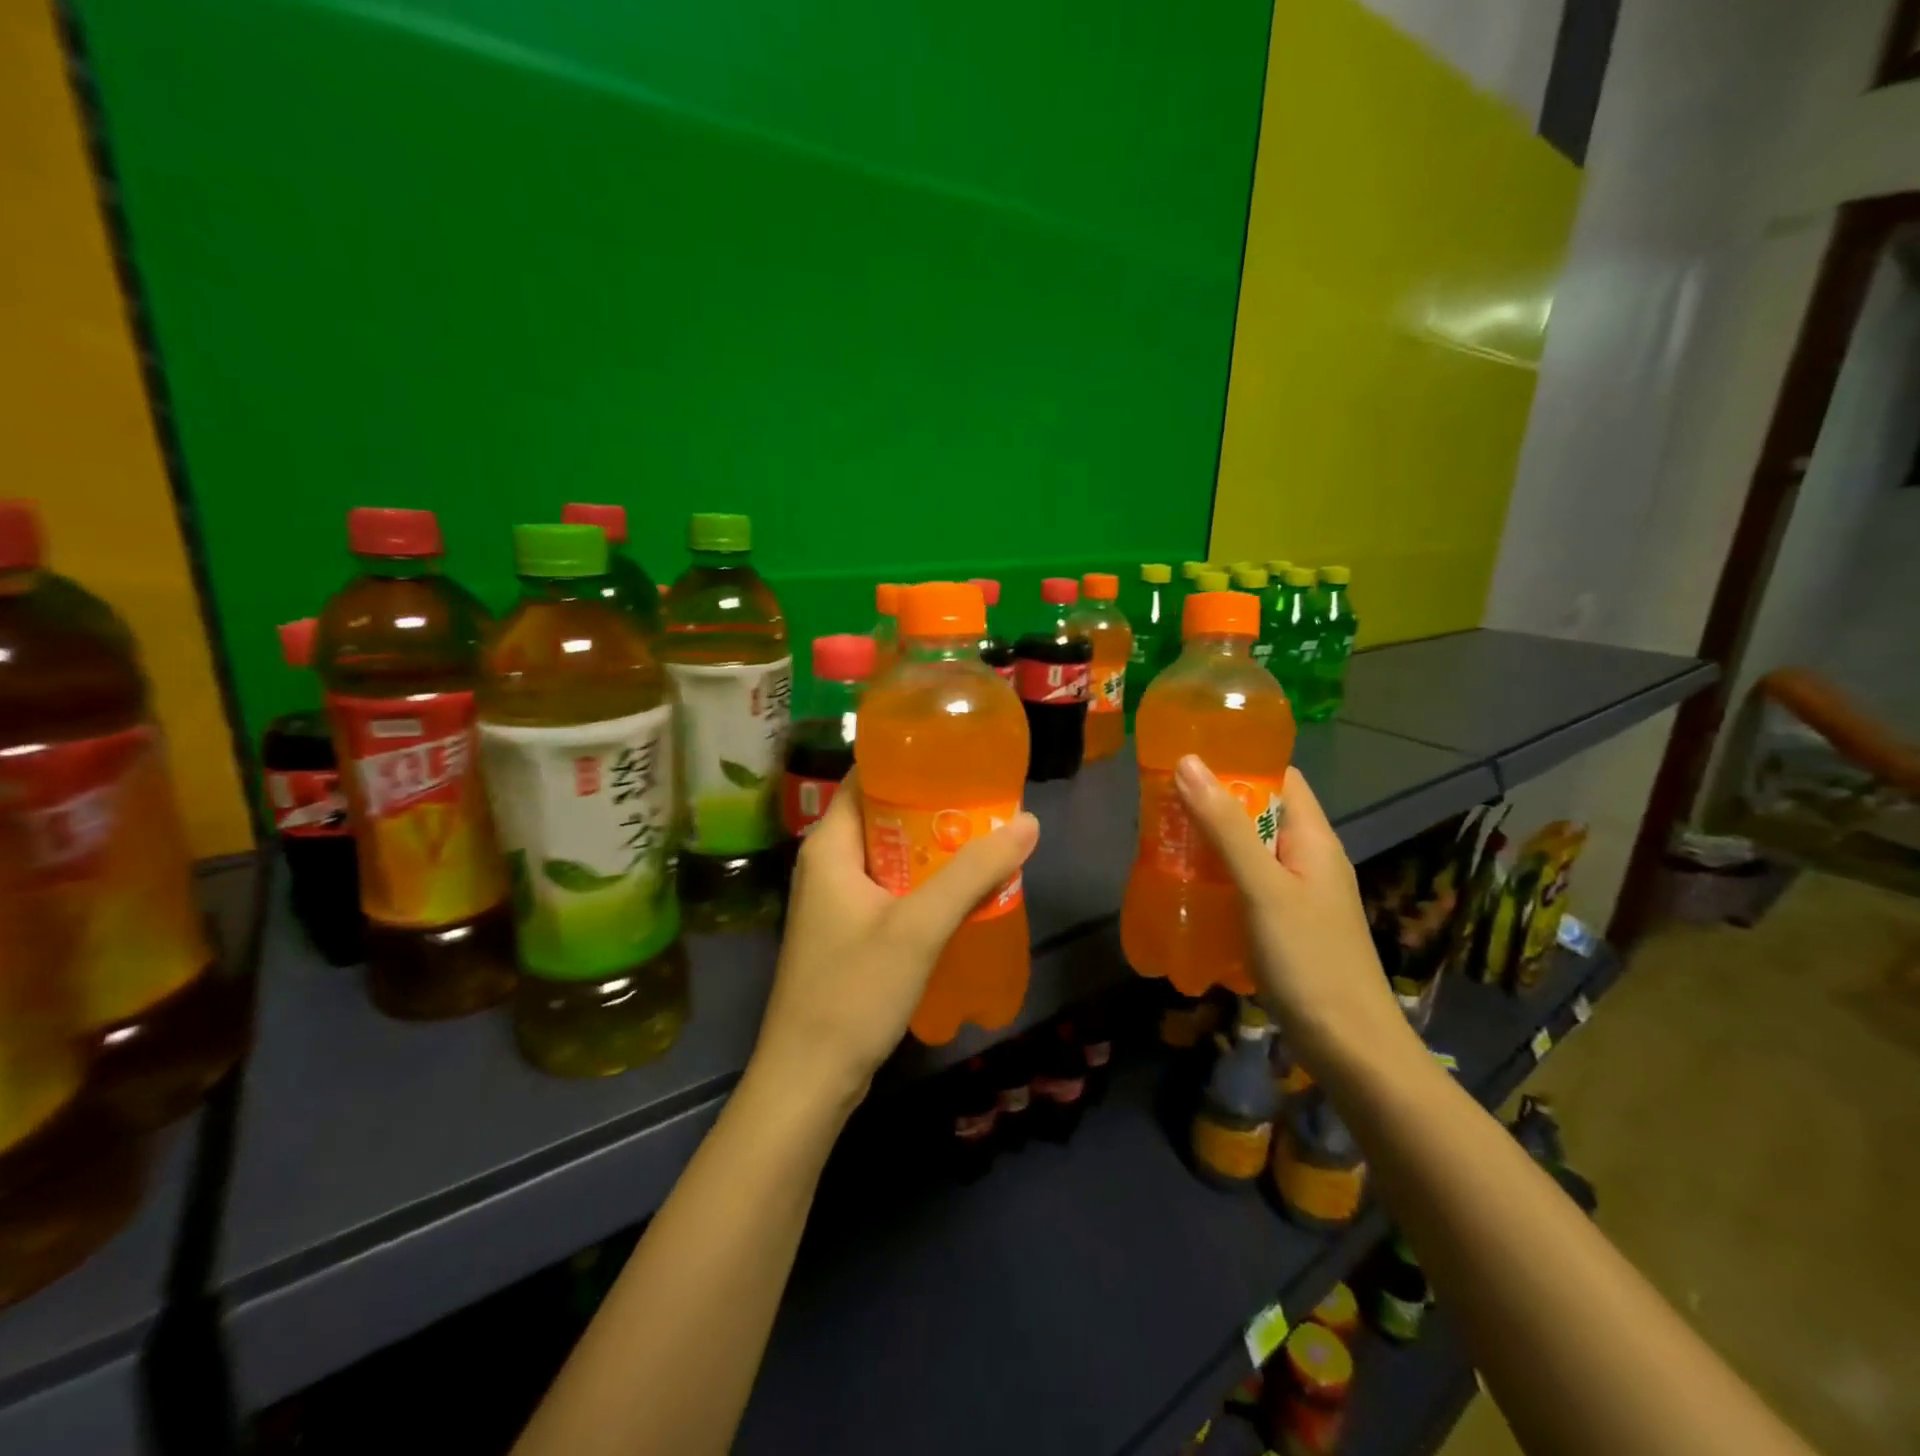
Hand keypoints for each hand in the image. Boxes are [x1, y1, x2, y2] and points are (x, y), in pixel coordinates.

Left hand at [755, 767, 1040, 1102]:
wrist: (810, 1078)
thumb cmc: (854, 991)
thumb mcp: (919, 926)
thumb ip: (973, 873)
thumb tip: (1027, 822)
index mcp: (829, 845)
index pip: (864, 777)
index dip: (907, 760)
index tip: (956, 755)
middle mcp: (827, 863)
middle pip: (882, 814)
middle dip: (932, 806)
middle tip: (985, 799)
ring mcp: (836, 900)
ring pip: (890, 855)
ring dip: (932, 847)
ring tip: (985, 837)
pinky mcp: (848, 932)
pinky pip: (890, 889)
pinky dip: (923, 882)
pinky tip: (962, 891)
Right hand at [1173, 755, 1412, 1067]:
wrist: (1350, 1048)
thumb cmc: (1309, 958)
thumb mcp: (1262, 886)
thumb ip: (1225, 826)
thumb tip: (1188, 762)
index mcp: (1314, 838)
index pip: (1280, 778)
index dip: (1240, 763)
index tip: (1189, 760)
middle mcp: (1310, 859)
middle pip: (1260, 814)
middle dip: (1213, 806)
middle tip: (1161, 804)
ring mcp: (1300, 895)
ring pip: (1250, 852)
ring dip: (1211, 845)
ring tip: (1163, 842)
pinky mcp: (1286, 926)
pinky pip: (1247, 886)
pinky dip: (1218, 880)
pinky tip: (1187, 890)